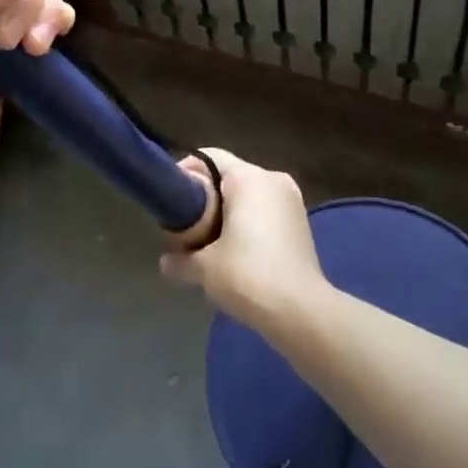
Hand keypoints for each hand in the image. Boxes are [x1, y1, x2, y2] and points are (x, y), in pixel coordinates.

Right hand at [158, 148, 325, 327]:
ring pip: (249, 194)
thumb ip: (180, 259)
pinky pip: (265, 209)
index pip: (209, 157)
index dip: (187, 172)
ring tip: (208, 240)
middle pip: (229, 175)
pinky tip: (236, 250)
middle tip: (186, 224)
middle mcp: (272, 179)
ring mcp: (291, 200)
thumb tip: (166, 262)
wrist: (301, 311)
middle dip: (205, 197)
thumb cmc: (248, 276)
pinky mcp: (300, 221)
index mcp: (249, 178)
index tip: (172, 200)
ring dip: (227, 211)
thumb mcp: (204, 268)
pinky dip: (248, 221)